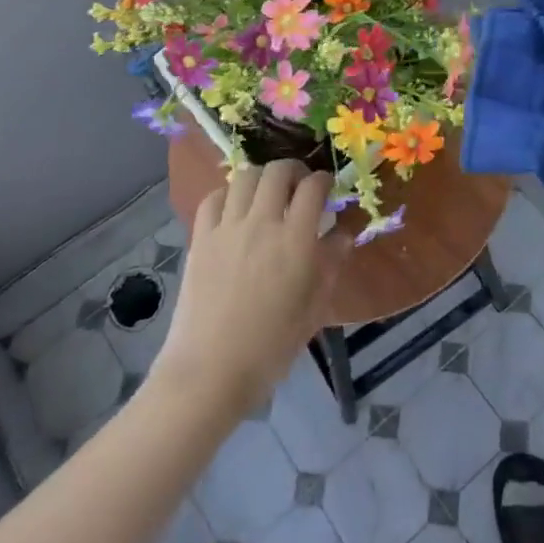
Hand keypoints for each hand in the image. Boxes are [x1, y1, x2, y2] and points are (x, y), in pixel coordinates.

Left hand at [154, 160, 351, 416]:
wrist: (209, 372)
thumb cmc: (270, 348)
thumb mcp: (314, 309)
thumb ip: (331, 264)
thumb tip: (343, 233)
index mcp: (295, 240)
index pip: (313, 187)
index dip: (324, 180)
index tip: (327, 187)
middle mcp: (262, 223)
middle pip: (278, 171)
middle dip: (294, 170)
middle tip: (299, 185)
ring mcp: (227, 228)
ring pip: (245, 176)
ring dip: (262, 177)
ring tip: (267, 193)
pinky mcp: (200, 238)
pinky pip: (213, 198)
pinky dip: (228, 194)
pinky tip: (234, 208)